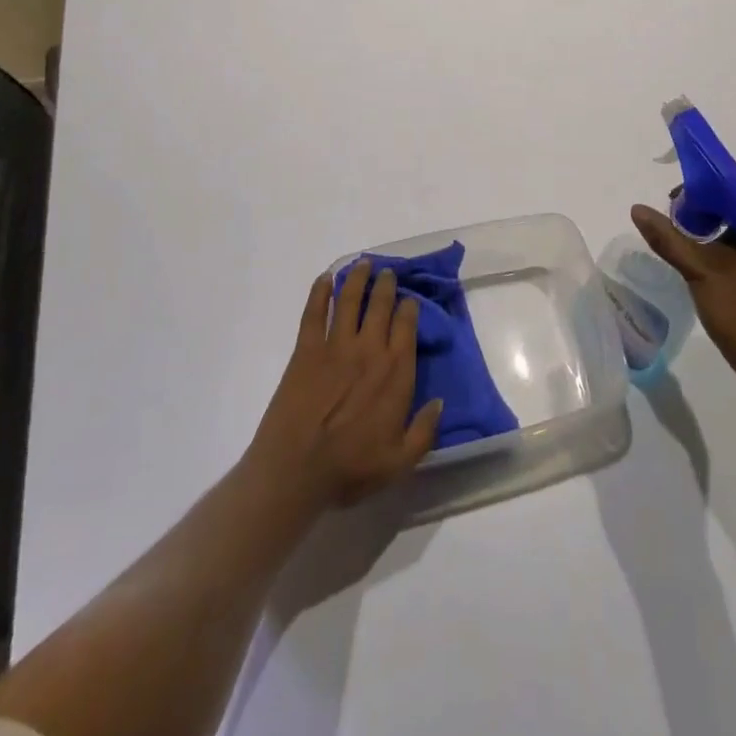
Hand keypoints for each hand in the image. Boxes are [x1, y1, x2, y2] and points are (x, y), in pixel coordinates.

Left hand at [246, 260, 443, 511]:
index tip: (410, 299)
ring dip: (357, 278)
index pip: (407, 326)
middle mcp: (369, 349)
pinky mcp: (306, 350)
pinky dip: (320, 292)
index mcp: (395, 372)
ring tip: (363, 264)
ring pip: (350, 300)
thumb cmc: (350, 468)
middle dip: (386, 285)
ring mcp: (336, 346)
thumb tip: (440, 402)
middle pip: (381, 305)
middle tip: (387, 273)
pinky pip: (314, 312)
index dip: (409, 308)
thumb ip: (424, 431)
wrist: (295, 471)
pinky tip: (324, 279)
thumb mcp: (400, 462)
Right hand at [630, 198, 735, 389]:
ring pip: (735, 234)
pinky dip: (716, 252)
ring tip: (677, 243)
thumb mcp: (702, 273)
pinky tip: (694, 265)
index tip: (673, 204)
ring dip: (707, 234)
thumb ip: (670, 240)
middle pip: (734, 212)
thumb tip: (638, 209)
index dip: (703, 192)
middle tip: (671, 224)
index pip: (735, 193)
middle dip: (701, 213)